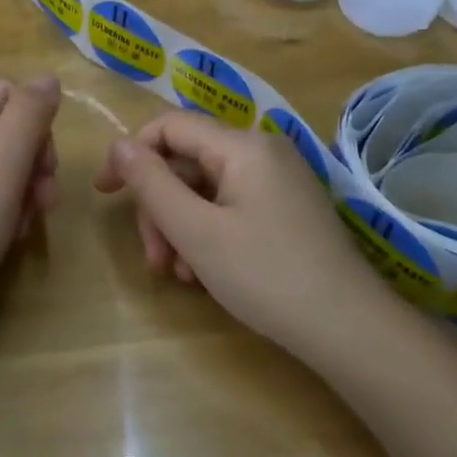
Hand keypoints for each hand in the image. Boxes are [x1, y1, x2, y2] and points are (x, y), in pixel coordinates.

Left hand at [0, 77, 60, 350]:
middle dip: (32, 161)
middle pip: (4, 128)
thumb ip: (27, 119)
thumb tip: (49, 77)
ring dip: (24, 189)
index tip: (47, 166)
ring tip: (27, 224)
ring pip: (0, 162)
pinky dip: (6, 208)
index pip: (5, 94)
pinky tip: (12, 236)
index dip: (35, 124)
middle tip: (44, 201)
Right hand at [94, 111, 382, 360]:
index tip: (105, 194)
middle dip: (161, 207)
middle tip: (153, 259)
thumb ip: (152, 184)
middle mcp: (262, 151)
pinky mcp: (288, 209)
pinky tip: (206, 274)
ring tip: (180, 275)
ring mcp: (279, 181)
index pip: (170, 126)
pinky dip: (209, 233)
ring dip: (182, 227)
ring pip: (207, 189)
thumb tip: (119, 145)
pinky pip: (232, 206)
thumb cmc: (267, 275)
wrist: (351, 330)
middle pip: (188, 163)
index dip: (131, 154)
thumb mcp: (197, 232)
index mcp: (242, 145)